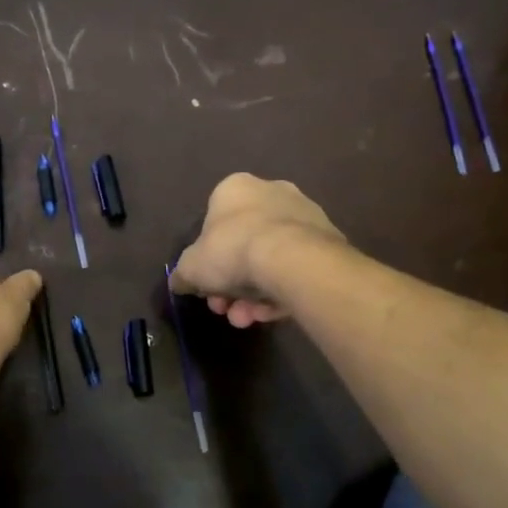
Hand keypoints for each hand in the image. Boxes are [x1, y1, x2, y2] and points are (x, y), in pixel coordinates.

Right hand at [170, 174, 343, 327]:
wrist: (293, 259)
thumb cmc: (233, 250)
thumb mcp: (191, 267)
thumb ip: (182, 274)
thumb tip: (179, 282)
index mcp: (235, 188)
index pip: (214, 223)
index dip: (206, 260)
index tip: (206, 286)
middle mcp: (271, 192)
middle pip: (243, 244)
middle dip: (231, 283)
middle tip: (225, 307)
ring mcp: (304, 215)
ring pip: (270, 259)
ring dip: (254, 293)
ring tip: (249, 319)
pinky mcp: (328, 240)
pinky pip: (295, 268)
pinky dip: (282, 290)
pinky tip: (272, 314)